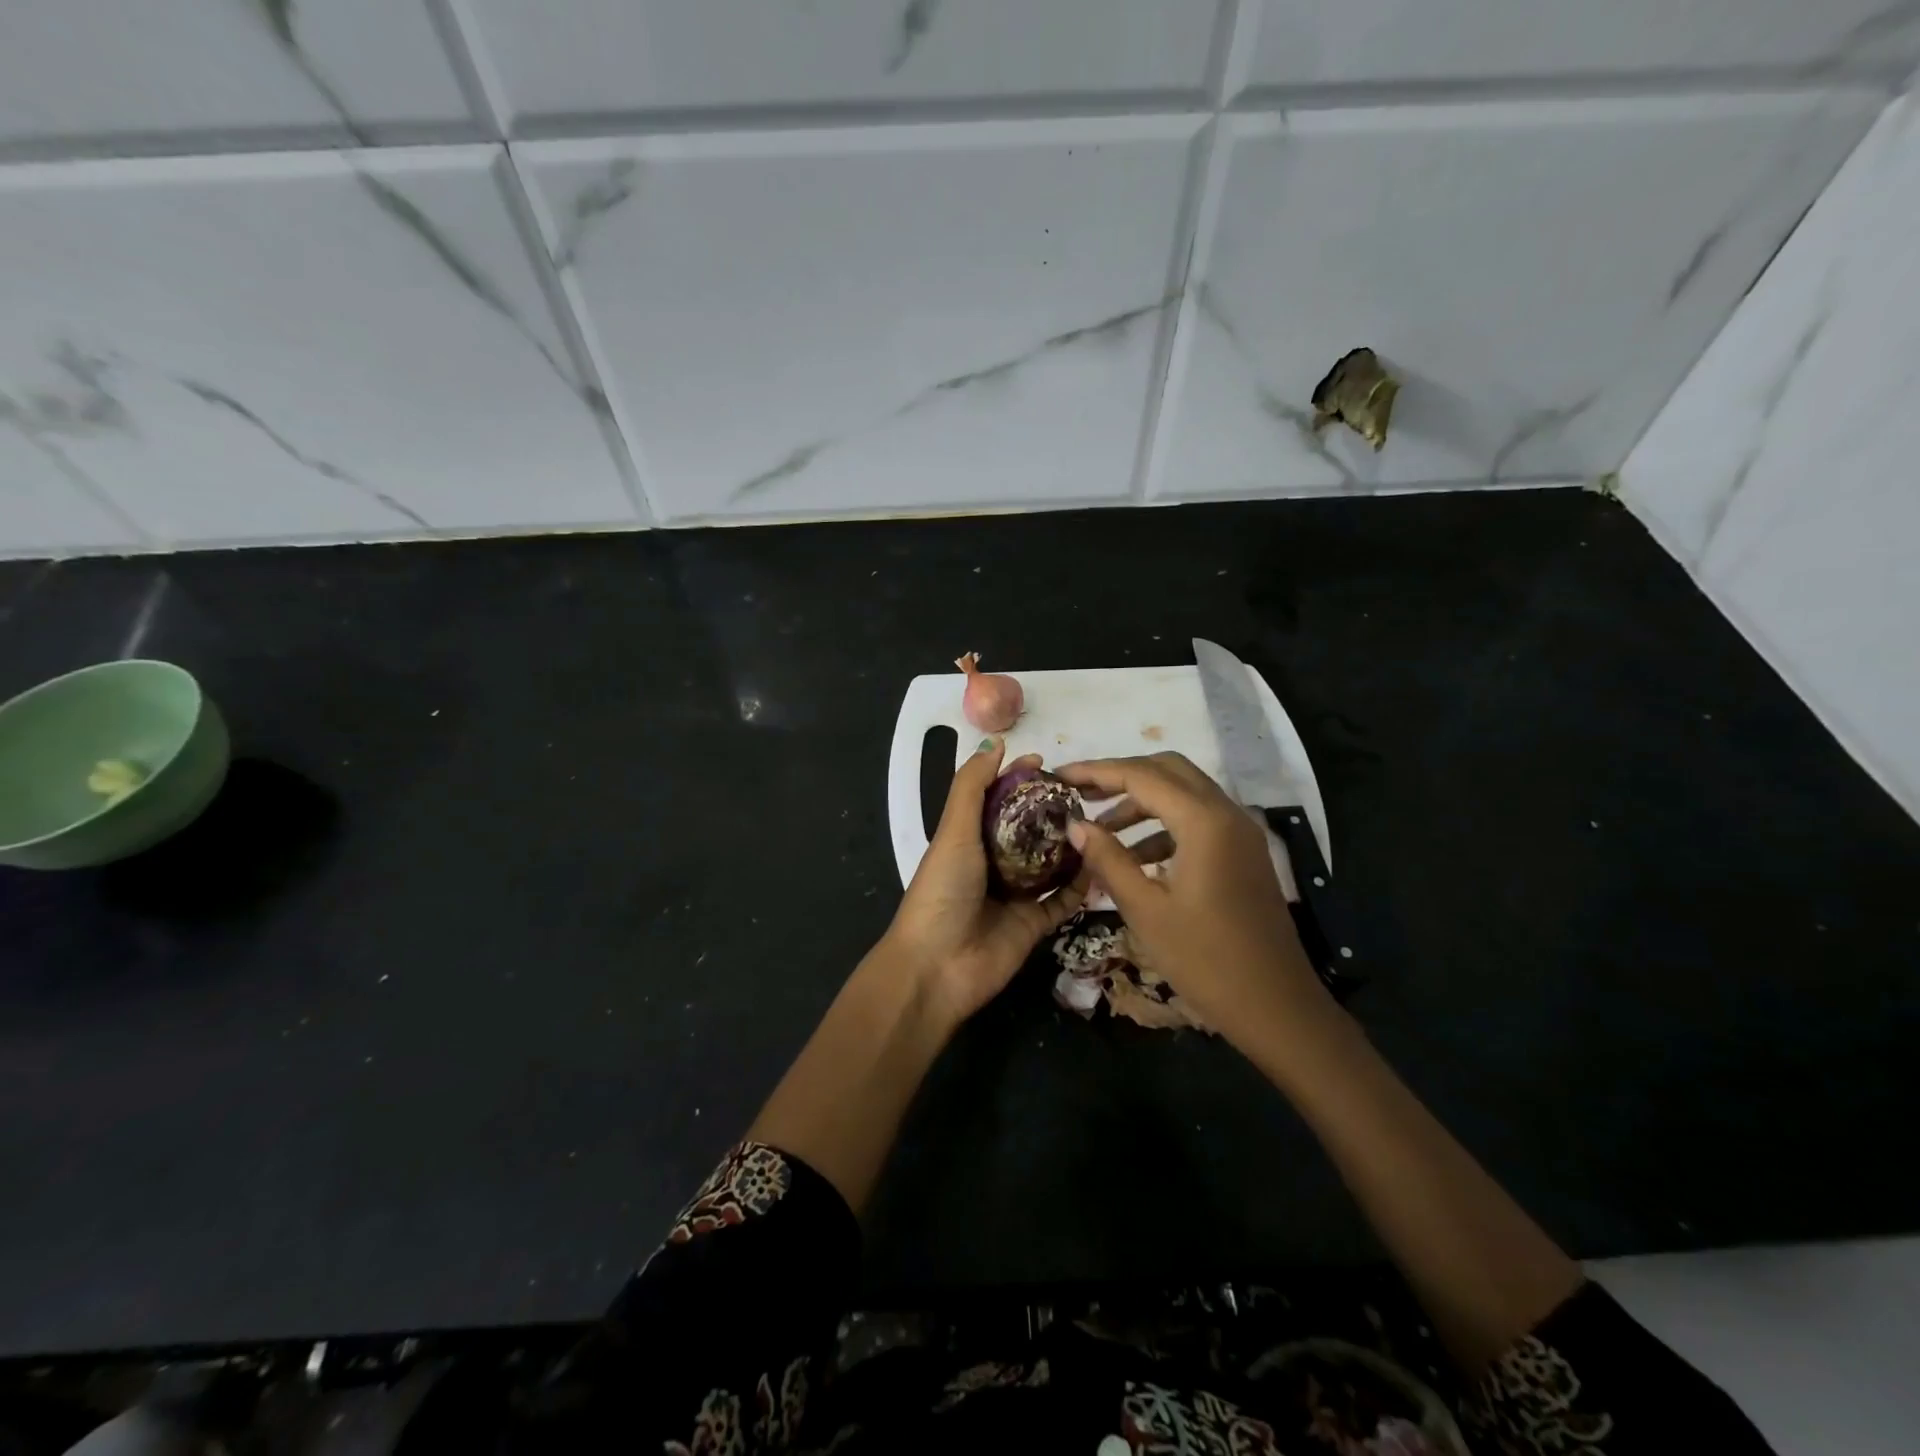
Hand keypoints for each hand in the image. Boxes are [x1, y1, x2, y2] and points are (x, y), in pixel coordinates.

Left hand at [883, 739, 1088, 1022]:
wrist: (937, 967)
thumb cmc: (942, 890)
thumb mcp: (954, 831)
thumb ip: (971, 787)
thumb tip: (995, 743)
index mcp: (969, 839)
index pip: (998, 800)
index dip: (1018, 779)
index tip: (1048, 763)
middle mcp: (993, 864)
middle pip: (1029, 831)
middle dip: (1052, 811)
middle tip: (1085, 793)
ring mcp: (1016, 896)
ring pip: (1051, 864)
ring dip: (1072, 846)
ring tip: (1102, 822)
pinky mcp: (1034, 924)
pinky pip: (1064, 901)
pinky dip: (1082, 886)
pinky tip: (1103, 864)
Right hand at [1056, 752, 1328, 1045]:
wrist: (1277, 1007)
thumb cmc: (1206, 960)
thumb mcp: (1145, 910)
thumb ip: (1108, 859)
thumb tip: (1075, 825)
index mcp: (1204, 822)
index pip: (1141, 775)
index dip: (1096, 771)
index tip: (1059, 776)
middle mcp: (1227, 813)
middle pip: (1166, 770)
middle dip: (1120, 776)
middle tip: (1079, 793)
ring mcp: (1240, 832)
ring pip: (1183, 793)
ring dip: (1141, 801)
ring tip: (1099, 830)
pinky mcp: (1242, 853)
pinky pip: (1197, 820)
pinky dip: (1163, 825)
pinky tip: (1134, 857)